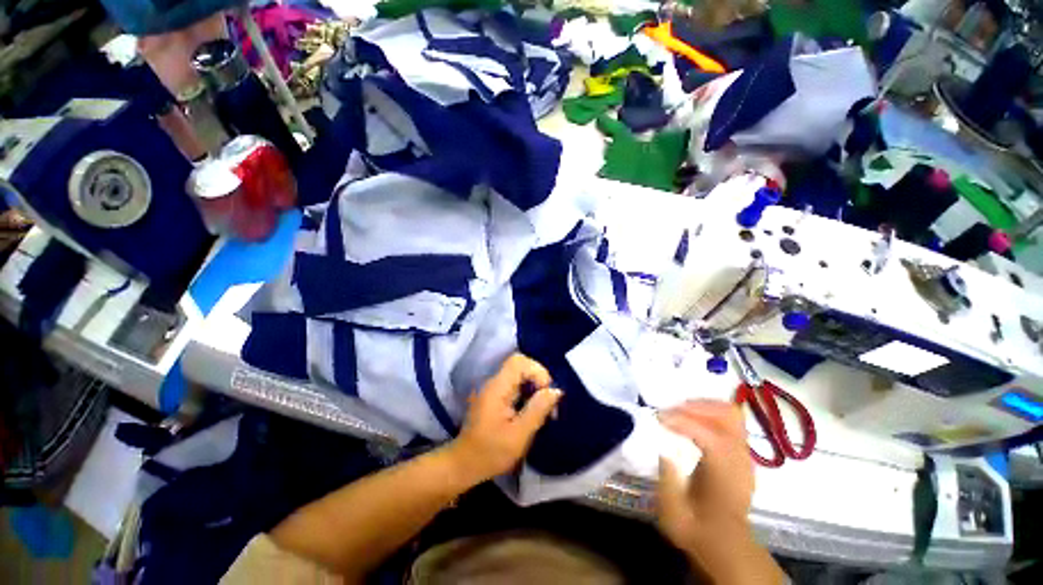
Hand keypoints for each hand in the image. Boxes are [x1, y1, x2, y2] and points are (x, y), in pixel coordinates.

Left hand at [447, 354, 561, 482]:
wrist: (464, 464)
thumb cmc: (490, 453)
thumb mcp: (519, 435)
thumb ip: (538, 410)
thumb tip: (556, 390)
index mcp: (497, 388)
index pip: (519, 361)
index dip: (537, 371)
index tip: (546, 393)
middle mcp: (494, 382)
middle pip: (520, 365)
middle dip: (538, 379)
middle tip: (547, 402)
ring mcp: (494, 388)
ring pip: (519, 374)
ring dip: (534, 387)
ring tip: (542, 408)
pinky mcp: (495, 396)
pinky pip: (515, 384)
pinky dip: (527, 393)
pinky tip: (531, 411)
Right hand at [656, 400, 753, 552]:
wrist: (724, 543)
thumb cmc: (697, 528)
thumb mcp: (673, 512)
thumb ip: (667, 480)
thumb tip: (664, 452)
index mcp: (724, 475)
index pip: (708, 434)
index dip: (681, 420)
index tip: (658, 418)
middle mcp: (739, 459)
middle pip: (726, 415)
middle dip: (695, 407)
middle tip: (670, 411)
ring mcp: (743, 454)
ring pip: (729, 413)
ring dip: (703, 407)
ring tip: (679, 411)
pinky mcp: (740, 453)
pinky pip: (728, 421)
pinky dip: (709, 414)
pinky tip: (691, 421)